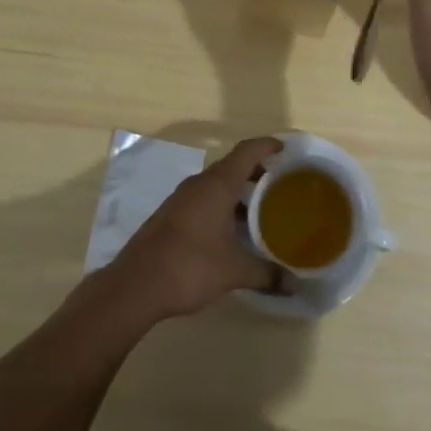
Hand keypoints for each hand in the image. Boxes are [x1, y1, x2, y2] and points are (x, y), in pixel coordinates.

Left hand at [104, 137, 288, 322]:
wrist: (136, 285)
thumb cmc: (190, 266)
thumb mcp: (234, 271)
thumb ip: (266, 274)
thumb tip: (294, 284)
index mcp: (217, 185)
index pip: (246, 151)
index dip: (267, 145)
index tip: (286, 149)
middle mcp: (199, 184)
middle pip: (232, 166)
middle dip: (257, 171)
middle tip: (280, 184)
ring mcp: (182, 198)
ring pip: (216, 184)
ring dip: (238, 190)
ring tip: (261, 210)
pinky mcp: (171, 215)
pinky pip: (204, 198)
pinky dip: (222, 205)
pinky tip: (232, 230)